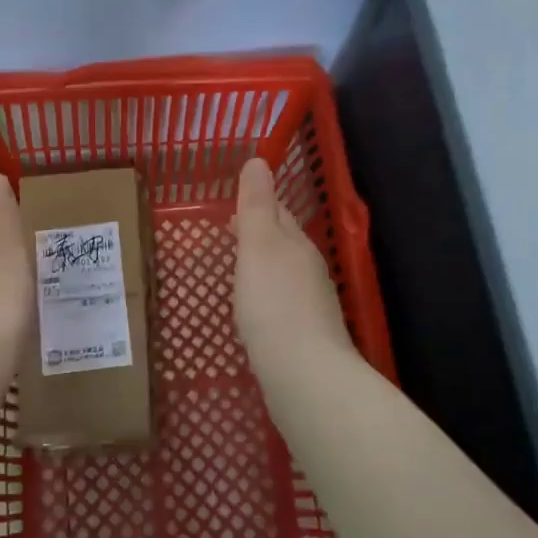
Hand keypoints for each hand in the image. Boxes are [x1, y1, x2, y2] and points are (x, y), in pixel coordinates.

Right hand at [232, 157, 351, 368]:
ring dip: (261, 266)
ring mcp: (310, 307)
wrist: (305, 377)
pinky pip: (281, 305)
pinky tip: (252, 312)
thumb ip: (256, 205)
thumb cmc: (274, 304)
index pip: (279, 213)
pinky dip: (265, 298)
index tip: (233, 202)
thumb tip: (259, 159)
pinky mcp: (305, 338)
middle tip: (228, 232)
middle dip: (259, 234)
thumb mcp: (258, 245)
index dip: (257, 204)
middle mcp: (309, 271)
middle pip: (283, 243)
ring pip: (282, 274)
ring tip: (235, 269)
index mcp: (297, 245)